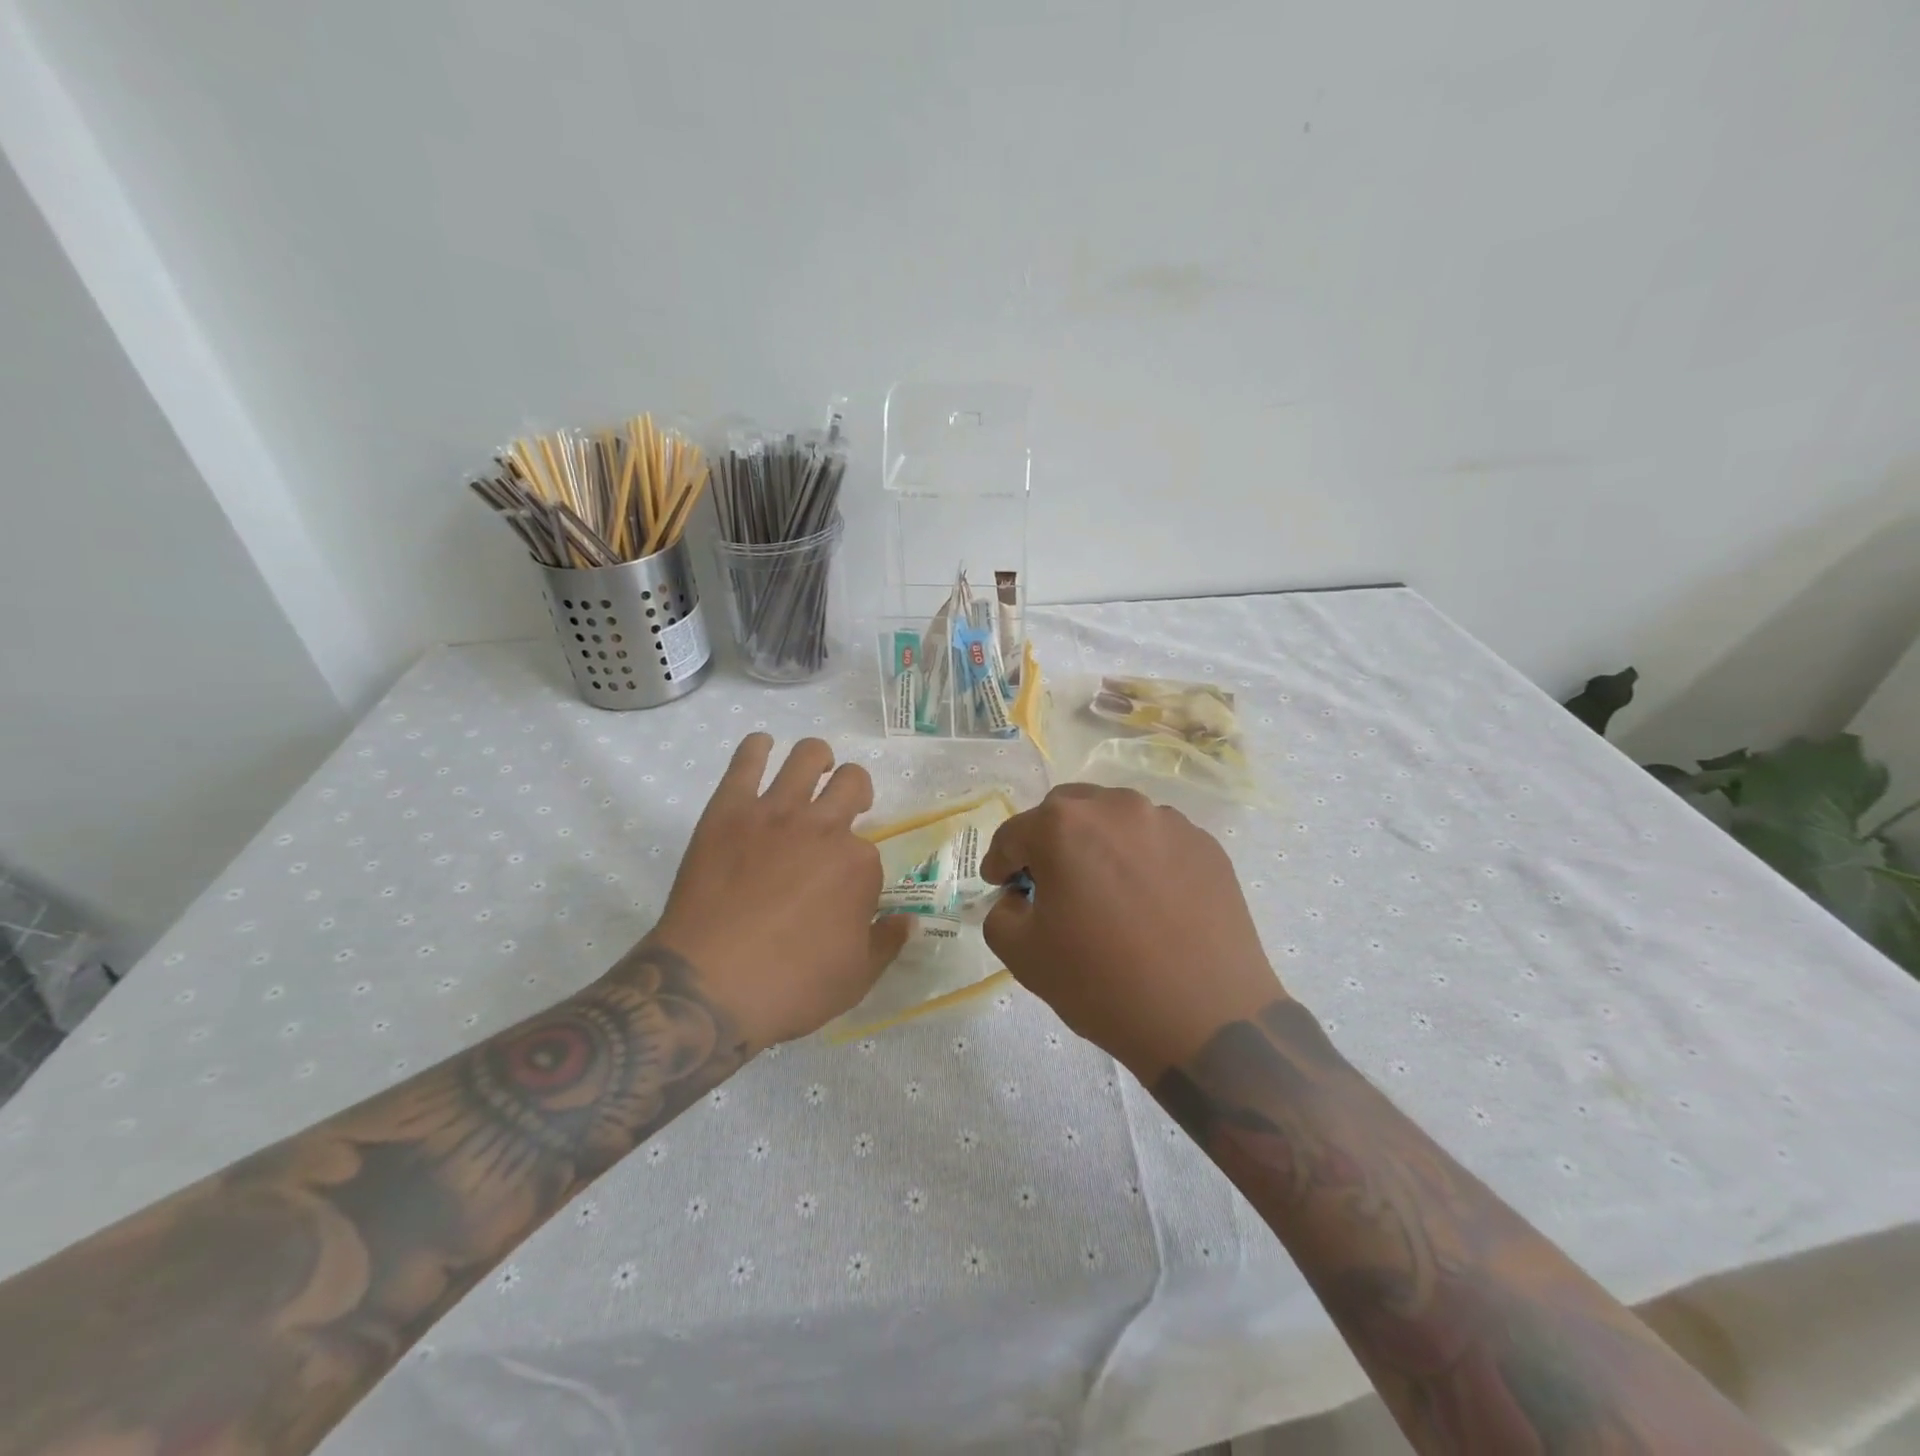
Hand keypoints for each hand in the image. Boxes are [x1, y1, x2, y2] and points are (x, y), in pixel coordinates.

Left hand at [644, 735, 910, 1049]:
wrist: (707, 987)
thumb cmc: (789, 987)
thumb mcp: (856, 979)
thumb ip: (886, 943)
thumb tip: (908, 921)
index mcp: (858, 865)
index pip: (870, 853)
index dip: (859, 871)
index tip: (844, 891)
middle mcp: (824, 827)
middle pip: (852, 783)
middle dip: (855, 792)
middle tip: (846, 809)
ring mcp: (775, 813)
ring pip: (808, 756)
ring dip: (818, 758)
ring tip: (814, 769)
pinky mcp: (729, 810)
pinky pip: (746, 760)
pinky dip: (757, 748)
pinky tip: (762, 749)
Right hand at [980, 785, 1282, 1077]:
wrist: (1206, 1018)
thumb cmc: (1103, 983)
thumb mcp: (1023, 955)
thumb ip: (1000, 913)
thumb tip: (1019, 898)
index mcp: (1063, 826)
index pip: (1014, 834)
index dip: (1000, 863)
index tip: (1002, 887)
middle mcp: (1116, 807)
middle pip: (1065, 811)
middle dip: (1048, 842)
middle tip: (1051, 886)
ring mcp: (1167, 822)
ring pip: (1114, 819)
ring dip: (1097, 845)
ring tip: (1106, 893)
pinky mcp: (1205, 844)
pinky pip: (1156, 840)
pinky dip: (1141, 859)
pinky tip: (1148, 902)